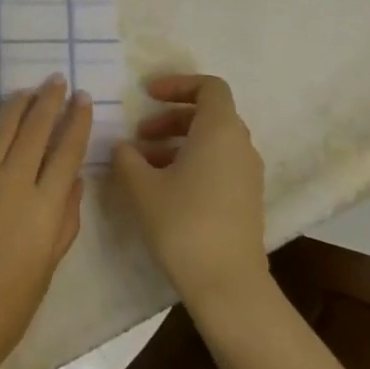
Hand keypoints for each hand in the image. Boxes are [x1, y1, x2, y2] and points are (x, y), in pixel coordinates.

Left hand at [0, 76, 91, 368]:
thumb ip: (65, 218)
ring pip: (0, 127)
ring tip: (27, 91)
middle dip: (50, 100)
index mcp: (46, 205)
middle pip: (36, 128)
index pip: (68, 150)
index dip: (78, 120)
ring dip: (16, 104)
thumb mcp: (51, 264)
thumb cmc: (11, 304)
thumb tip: (72, 178)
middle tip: (57, 81)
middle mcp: (13, 182)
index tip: (83, 99)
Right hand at [112, 74, 267, 305]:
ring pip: (212, 142)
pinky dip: (191, 162)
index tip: (147, 95)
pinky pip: (219, 164)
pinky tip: (163, 188)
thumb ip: (127, 158)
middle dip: (170, 117)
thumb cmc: (183, 223)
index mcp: (219, 130)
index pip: (209, 86)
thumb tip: (122, 146)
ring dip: (176, 142)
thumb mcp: (142, 187)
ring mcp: (247, 173)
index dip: (177, 84)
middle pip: (208, 114)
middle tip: (140, 135)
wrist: (227, 284)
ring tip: (143, 165)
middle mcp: (240, 145)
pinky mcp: (246, 198)